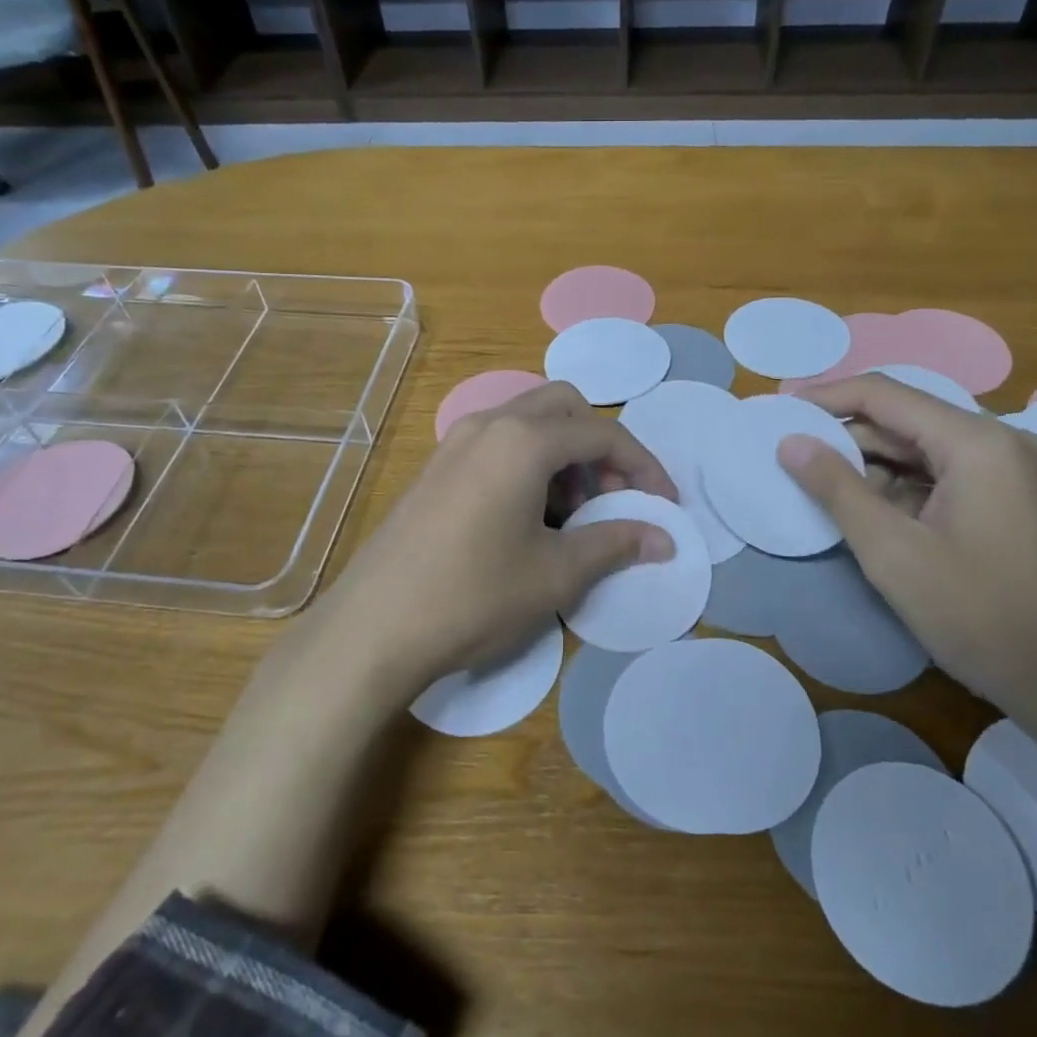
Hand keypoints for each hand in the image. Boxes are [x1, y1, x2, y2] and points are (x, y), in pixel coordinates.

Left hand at [322, 381, 678, 695]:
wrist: (372, 629)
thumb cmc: (473, 596)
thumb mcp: (556, 574)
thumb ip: (616, 543)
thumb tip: (664, 537)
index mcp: (523, 440)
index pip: (603, 434)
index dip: (643, 467)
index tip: (664, 505)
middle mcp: (490, 424)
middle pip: (565, 408)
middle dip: (601, 448)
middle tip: (612, 499)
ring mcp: (457, 441)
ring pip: (530, 422)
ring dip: (565, 455)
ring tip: (572, 517)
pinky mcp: (438, 466)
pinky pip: (500, 443)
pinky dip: (531, 464)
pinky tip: (529, 519)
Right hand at [777, 375, 1036, 731]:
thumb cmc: (980, 614)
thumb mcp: (892, 552)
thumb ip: (836, 488)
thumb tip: (790, 442)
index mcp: (976, 441)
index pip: (884, 395)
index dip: (825, 398)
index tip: (778, 409)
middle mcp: (998, 443)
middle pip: (904, 420)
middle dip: (846, 437)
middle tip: (790, 456)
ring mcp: (1010, 474)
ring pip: (922, 451)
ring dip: (871, 467)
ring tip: (819, 489)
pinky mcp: (1012, 503)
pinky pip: (943, 478)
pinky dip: (901, 490)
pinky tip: (869, 515)